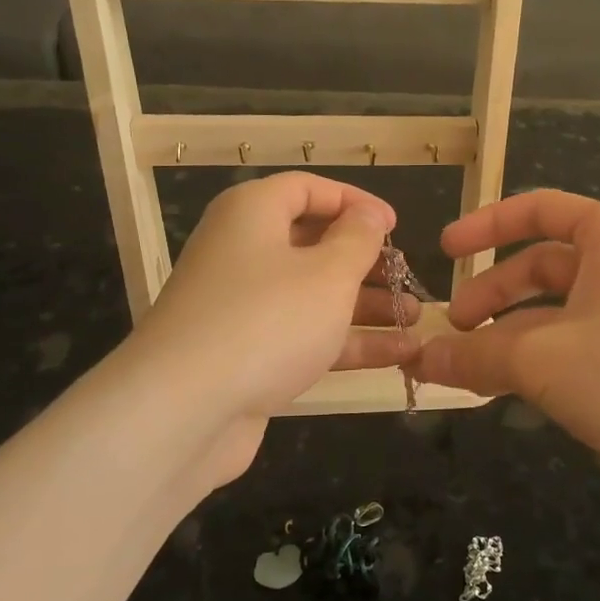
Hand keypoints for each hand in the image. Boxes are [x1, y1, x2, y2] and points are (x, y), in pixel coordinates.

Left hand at [128, 172, 418, 431]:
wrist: (184, 411)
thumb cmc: (267, 321)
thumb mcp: (328, 273)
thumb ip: (357, 239)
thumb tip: (367, 215)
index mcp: (252, 214)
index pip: (308, 189)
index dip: (355, 202)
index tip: (396, 227)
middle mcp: (243, 252)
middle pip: (313, 243)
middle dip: (365, 261)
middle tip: (407, 277)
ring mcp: (242, 307)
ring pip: (312, 294)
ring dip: (365, 305)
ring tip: (414, 318)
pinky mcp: (247, 354)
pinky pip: (304, 335)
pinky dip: (346, 341)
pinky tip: (398, 354)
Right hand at [408, 190, 599, 503]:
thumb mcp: (541, 359)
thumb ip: (475, 355)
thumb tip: (421, 359)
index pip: (537, 209)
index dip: (485, 225)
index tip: (445, 250)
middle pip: (541, 265)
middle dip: (492, 294)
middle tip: (453, 327)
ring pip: (555, 310)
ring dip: (509, 334)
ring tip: (469, 367)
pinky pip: (574, 341)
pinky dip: (538, 358)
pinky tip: (504, 388)